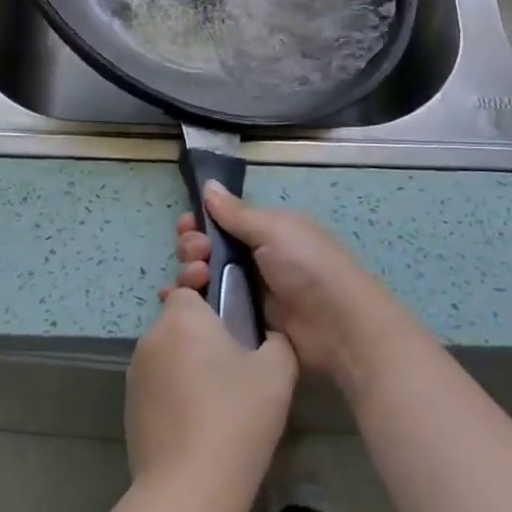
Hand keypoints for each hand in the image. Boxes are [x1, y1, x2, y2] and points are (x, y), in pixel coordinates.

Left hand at [125, 284, 297, 511]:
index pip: (193, 288)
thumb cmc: (235, 420)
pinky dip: (175, 392)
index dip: (214, 299)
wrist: (187, 491)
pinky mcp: (130, 406)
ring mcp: (135, 373)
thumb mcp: (278, 372)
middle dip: (204, 335)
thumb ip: (277, 339)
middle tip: (234, 365)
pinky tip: (198, 422)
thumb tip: (267, 335)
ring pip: (169, 353)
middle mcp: (152, 336)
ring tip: (219, 399)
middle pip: (180, 320)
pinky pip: (158, 383)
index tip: (234, 324)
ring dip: (188, 364)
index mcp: (183, 317)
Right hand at [172, 183, 417, 392]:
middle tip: (196, 254)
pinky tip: (174, 303)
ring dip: (189, 275)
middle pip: (207, 250)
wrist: (338, 327)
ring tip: (195, 279)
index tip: (186, 225)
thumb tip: (208, 184)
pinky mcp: (243, 326)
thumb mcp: (273, 229)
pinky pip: (210, 312)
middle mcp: (254, 260)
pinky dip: (191, 306)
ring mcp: (248, 295)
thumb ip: (236, 212)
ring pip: (204, 281)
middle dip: (192, 248)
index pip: (221, 222)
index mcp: (265, 232)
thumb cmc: (307, 265)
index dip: (200, 222)